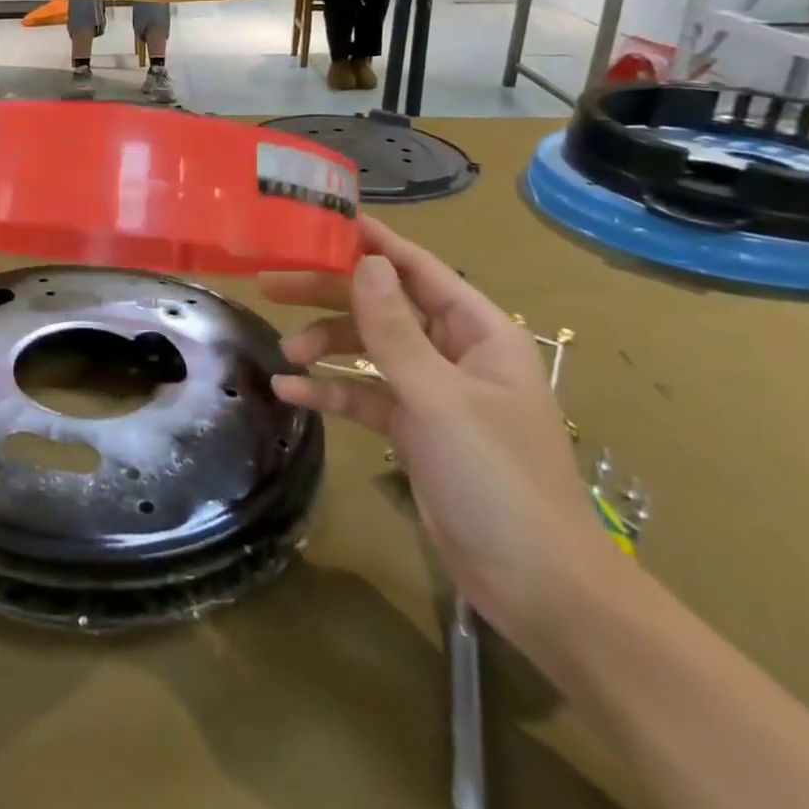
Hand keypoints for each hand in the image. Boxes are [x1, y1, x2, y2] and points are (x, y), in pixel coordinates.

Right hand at [260, 217, 624, 643]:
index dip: (372, 243)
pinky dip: (330, 389)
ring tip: (285, 353)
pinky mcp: (413, 429)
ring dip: (325, 345)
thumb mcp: (438, 396)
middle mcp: (454, 353)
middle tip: (272, 284)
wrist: (537, 586)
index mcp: (479, 332)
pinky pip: (363, 394)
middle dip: (329, 295)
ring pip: (368, 348)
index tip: (320, 222)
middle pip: (383, 305)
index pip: (419, 269)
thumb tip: (365, 262)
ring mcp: (432, 392)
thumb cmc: (496, 477)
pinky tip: (291, 391)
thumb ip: (394, 328)